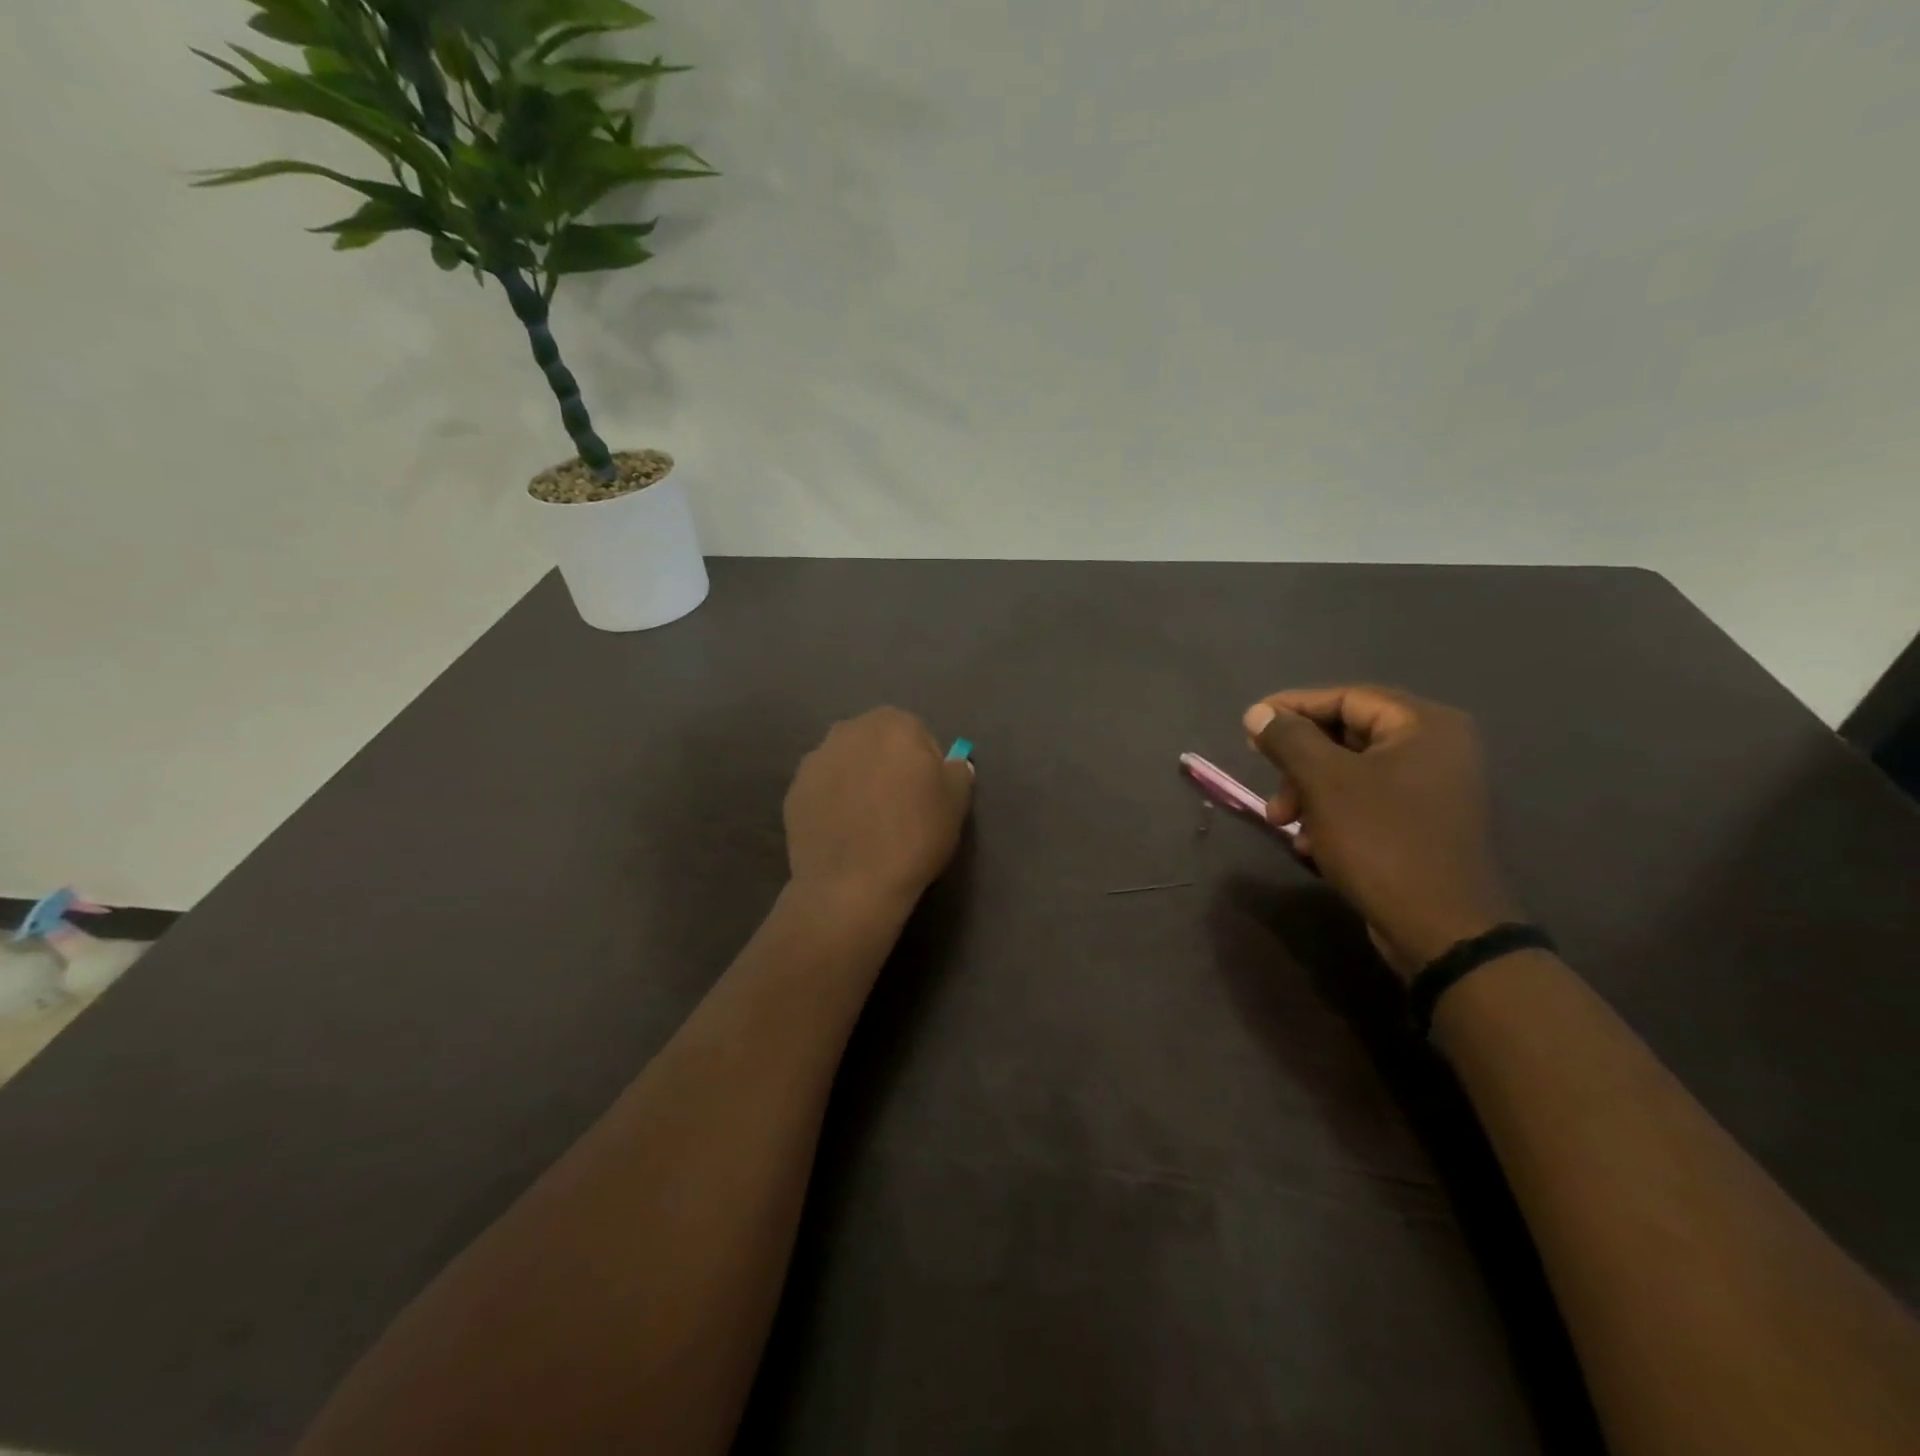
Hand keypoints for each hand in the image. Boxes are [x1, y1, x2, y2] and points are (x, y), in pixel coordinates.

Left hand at [784, 707, 973, 916]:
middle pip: (877, 743)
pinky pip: (823, 790)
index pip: (917, 734)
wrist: (851, 885)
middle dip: (888, 766)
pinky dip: (833, 803)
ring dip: (857, 781)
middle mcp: (848, 730)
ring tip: (868, 822)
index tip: (928, 795)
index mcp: (892, 723)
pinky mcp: (792, 791)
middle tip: (899, 807)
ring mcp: (814, 760)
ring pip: (846, 764)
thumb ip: (958, 772)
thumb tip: (952, 764)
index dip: (926, 764)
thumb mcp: (957, 803)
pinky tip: (844, 832)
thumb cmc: (913, 836)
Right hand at [1243, 686, 1519, 978]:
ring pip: (1351, 773)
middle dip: (1298, 762)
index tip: (1249, 725)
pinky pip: (1366, 802)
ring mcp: (1433, 789)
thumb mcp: (1325, 782)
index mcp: (1424, 725)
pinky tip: (1309, 844)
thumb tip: (1258, 712)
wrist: (1441, 929)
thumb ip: (1288, 739)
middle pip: (1347, 735)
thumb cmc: (1382, 841)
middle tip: (1267, 782)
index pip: (1346, 697)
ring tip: (1282, 821)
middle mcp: (1436, 749)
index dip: (1292, 708)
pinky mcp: (1423, 825)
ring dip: (1308, 792)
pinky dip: (1331, 815)